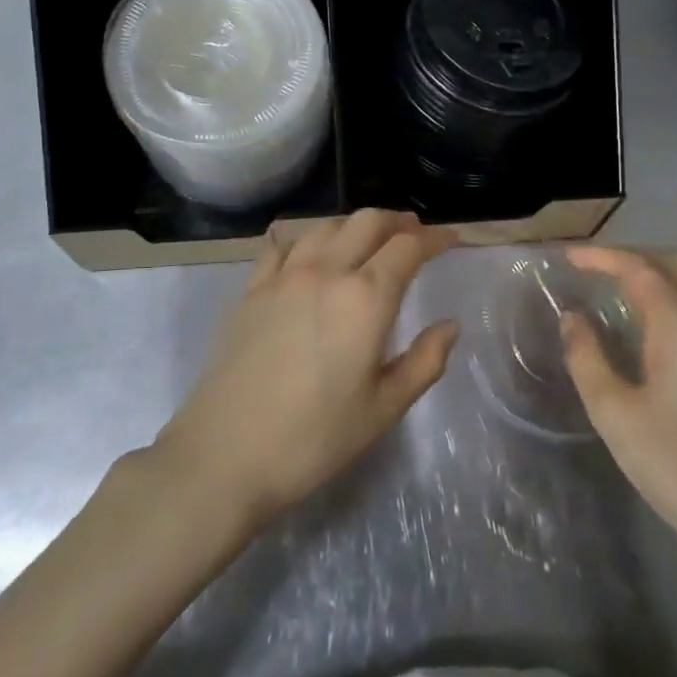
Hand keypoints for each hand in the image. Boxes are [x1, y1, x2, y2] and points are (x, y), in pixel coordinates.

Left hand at [156, 210, 458, 526]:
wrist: (225, 454)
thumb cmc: (315, 438)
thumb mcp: (384, 409)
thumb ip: (425, 361)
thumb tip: (450, 325)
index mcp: (365, 299)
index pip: (407, 247)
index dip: (434, 238)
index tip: (450, 239)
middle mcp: (325, 272)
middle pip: (366, 222)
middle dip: (397, 221)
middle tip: (414, 233)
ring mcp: (282, 277)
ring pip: (325, 226)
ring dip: (354, 225)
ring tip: (368, 240)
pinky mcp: (251, 290)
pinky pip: (281, 245)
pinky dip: (306, 237)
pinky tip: (309, 251)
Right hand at [562, 246, 676, 574]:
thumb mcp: (614, 413)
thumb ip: (587, 357)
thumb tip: (573, 319)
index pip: (639, 269)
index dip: (601, 257)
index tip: (568, 257)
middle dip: (637, 256)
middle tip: (598, 268)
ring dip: (663, 276)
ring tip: (625, 293)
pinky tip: (662, 333)